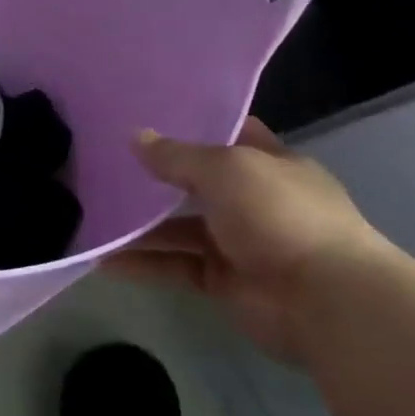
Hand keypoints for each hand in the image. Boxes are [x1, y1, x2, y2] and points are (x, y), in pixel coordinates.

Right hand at [104, 117, 390, 363]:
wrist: (324, 300)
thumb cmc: (281, 216)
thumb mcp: (225, 170)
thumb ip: (176, 156)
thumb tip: (134, 137)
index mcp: (270, 166)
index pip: (230, 136)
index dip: (194, 124)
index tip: (147, 115)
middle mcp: (254, 202)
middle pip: (196, 184)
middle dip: (156, 176)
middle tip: (103, 164)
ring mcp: (238, 244)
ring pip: (178, 228)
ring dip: (139, 225)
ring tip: (91, 213)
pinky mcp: (221, 281)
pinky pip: (173, 266)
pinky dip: (141, 263)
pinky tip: (102, 258)